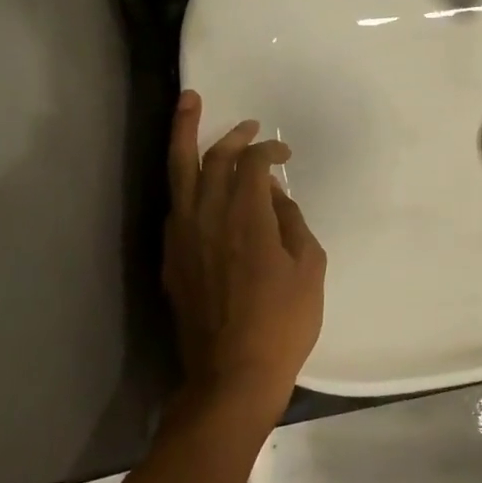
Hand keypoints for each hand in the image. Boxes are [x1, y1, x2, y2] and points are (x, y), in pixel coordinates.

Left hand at [163, 90, 326, 413]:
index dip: (269, 150)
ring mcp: (182, 238)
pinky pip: (175, 206)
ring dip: (184, 137)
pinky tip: (194, 180)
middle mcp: (207, 218)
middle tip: (247, 123)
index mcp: (246, 218)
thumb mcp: (310, 267)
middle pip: (209, 158)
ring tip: (189, 107)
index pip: (251, 164)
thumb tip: (274, 196)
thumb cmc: (283, 323)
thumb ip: (292, 222)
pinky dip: (184, 182)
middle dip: (230, 133)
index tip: (285, 153)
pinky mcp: (172, 259)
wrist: (232, 375)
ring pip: (178, 174)